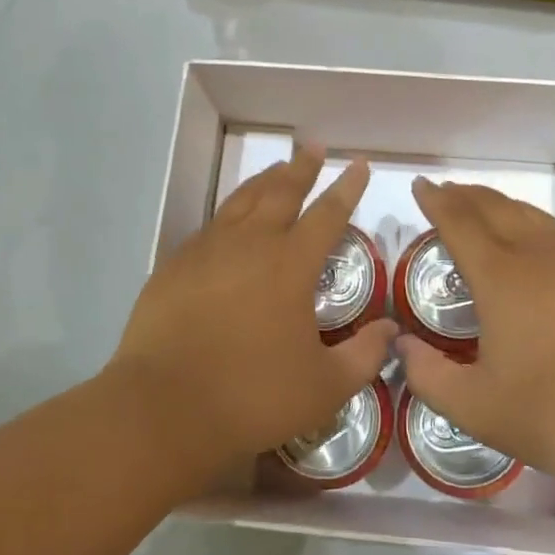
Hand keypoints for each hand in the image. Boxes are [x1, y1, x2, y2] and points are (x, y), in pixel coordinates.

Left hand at [107, 146, 396, 482]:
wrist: (163, 407)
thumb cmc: (252, 396)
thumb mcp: (324, 387)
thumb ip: (364, 355)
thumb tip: (391, 330)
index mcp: (291, 265)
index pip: (328, 214)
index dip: (347, 188)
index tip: (359, 165)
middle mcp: (251, 244)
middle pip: (281, 192)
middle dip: (302, 167)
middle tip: (314, 147)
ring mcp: (208, 250)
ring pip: (242, 200)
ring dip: (265, 180)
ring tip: (277, 167)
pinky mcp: (175, 265)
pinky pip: (210, 226)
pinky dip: (229, 212)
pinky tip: (230, 219)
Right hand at [395, 179, 554, 497]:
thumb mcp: (476, 408)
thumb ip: (428, 375)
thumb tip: (402, 345)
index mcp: (503, 278)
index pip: (460, 222)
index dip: (437, 201)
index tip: (420, 185)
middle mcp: (542, 257)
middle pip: (497, 207)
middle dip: (466, 195)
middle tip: (446, 192)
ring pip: (534, 218)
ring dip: (502, 207)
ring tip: (485, 211)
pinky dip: (534, 231)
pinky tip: (536, 256)